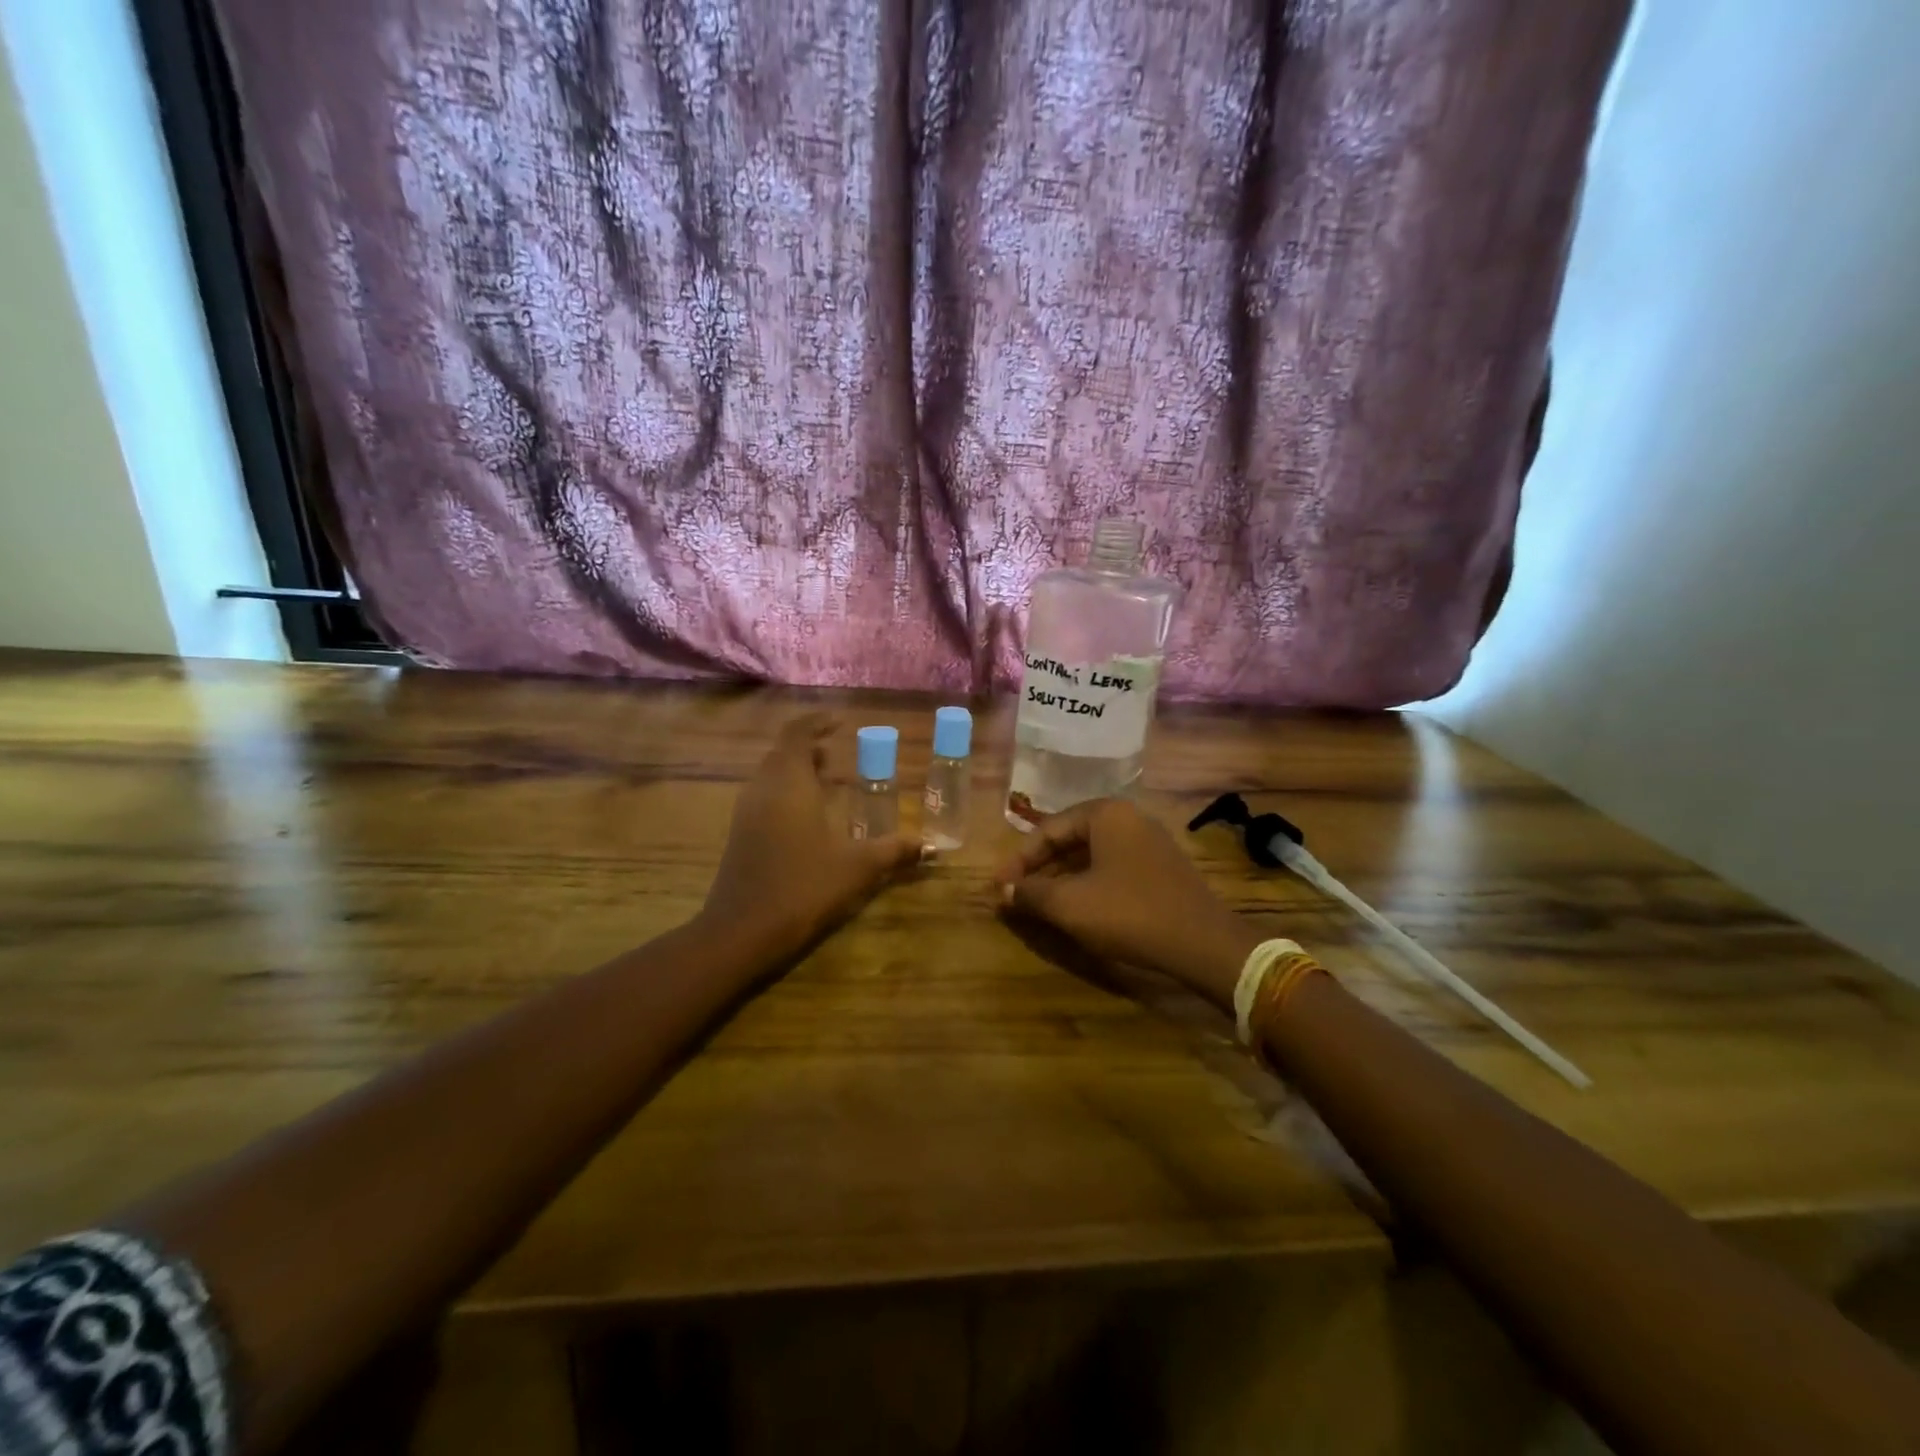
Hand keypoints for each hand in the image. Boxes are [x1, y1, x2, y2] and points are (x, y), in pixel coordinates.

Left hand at [702, 713, 920, 955]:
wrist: (743, 932)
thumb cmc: (804, 887)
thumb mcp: (857, 867)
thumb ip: (894, 851)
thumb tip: (931, 847)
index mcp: (790, 783)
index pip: (797, 734)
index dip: (817, 723)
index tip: (840, 722)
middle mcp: (763, 789)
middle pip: (782, 753)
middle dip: (809, 747)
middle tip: (838, 752)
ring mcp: (747, 813)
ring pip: (770, 775)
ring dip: (797, 771)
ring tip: (828, 781)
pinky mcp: (740, 835)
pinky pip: (764, 797)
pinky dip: (786, 792)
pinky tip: (809, 818)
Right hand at [994, 799, 1261, 1006]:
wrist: (1203, 944)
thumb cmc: (1129, 913)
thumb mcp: (1070, 904)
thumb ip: (1031, 893)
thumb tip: (1003, 892)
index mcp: (1106, 813)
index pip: (1048, 829)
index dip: (1018, 860)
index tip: (998, 886)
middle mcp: (1128, 818)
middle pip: (1069, 840)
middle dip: (1039, 869)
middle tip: (1014, 895)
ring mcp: (1148, 843)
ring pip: (1090, 856)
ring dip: (1060, 879)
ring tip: (1037, 904)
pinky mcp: (1160, 869)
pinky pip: (1111, 869)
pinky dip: (1086, 885)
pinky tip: (1073, 909)